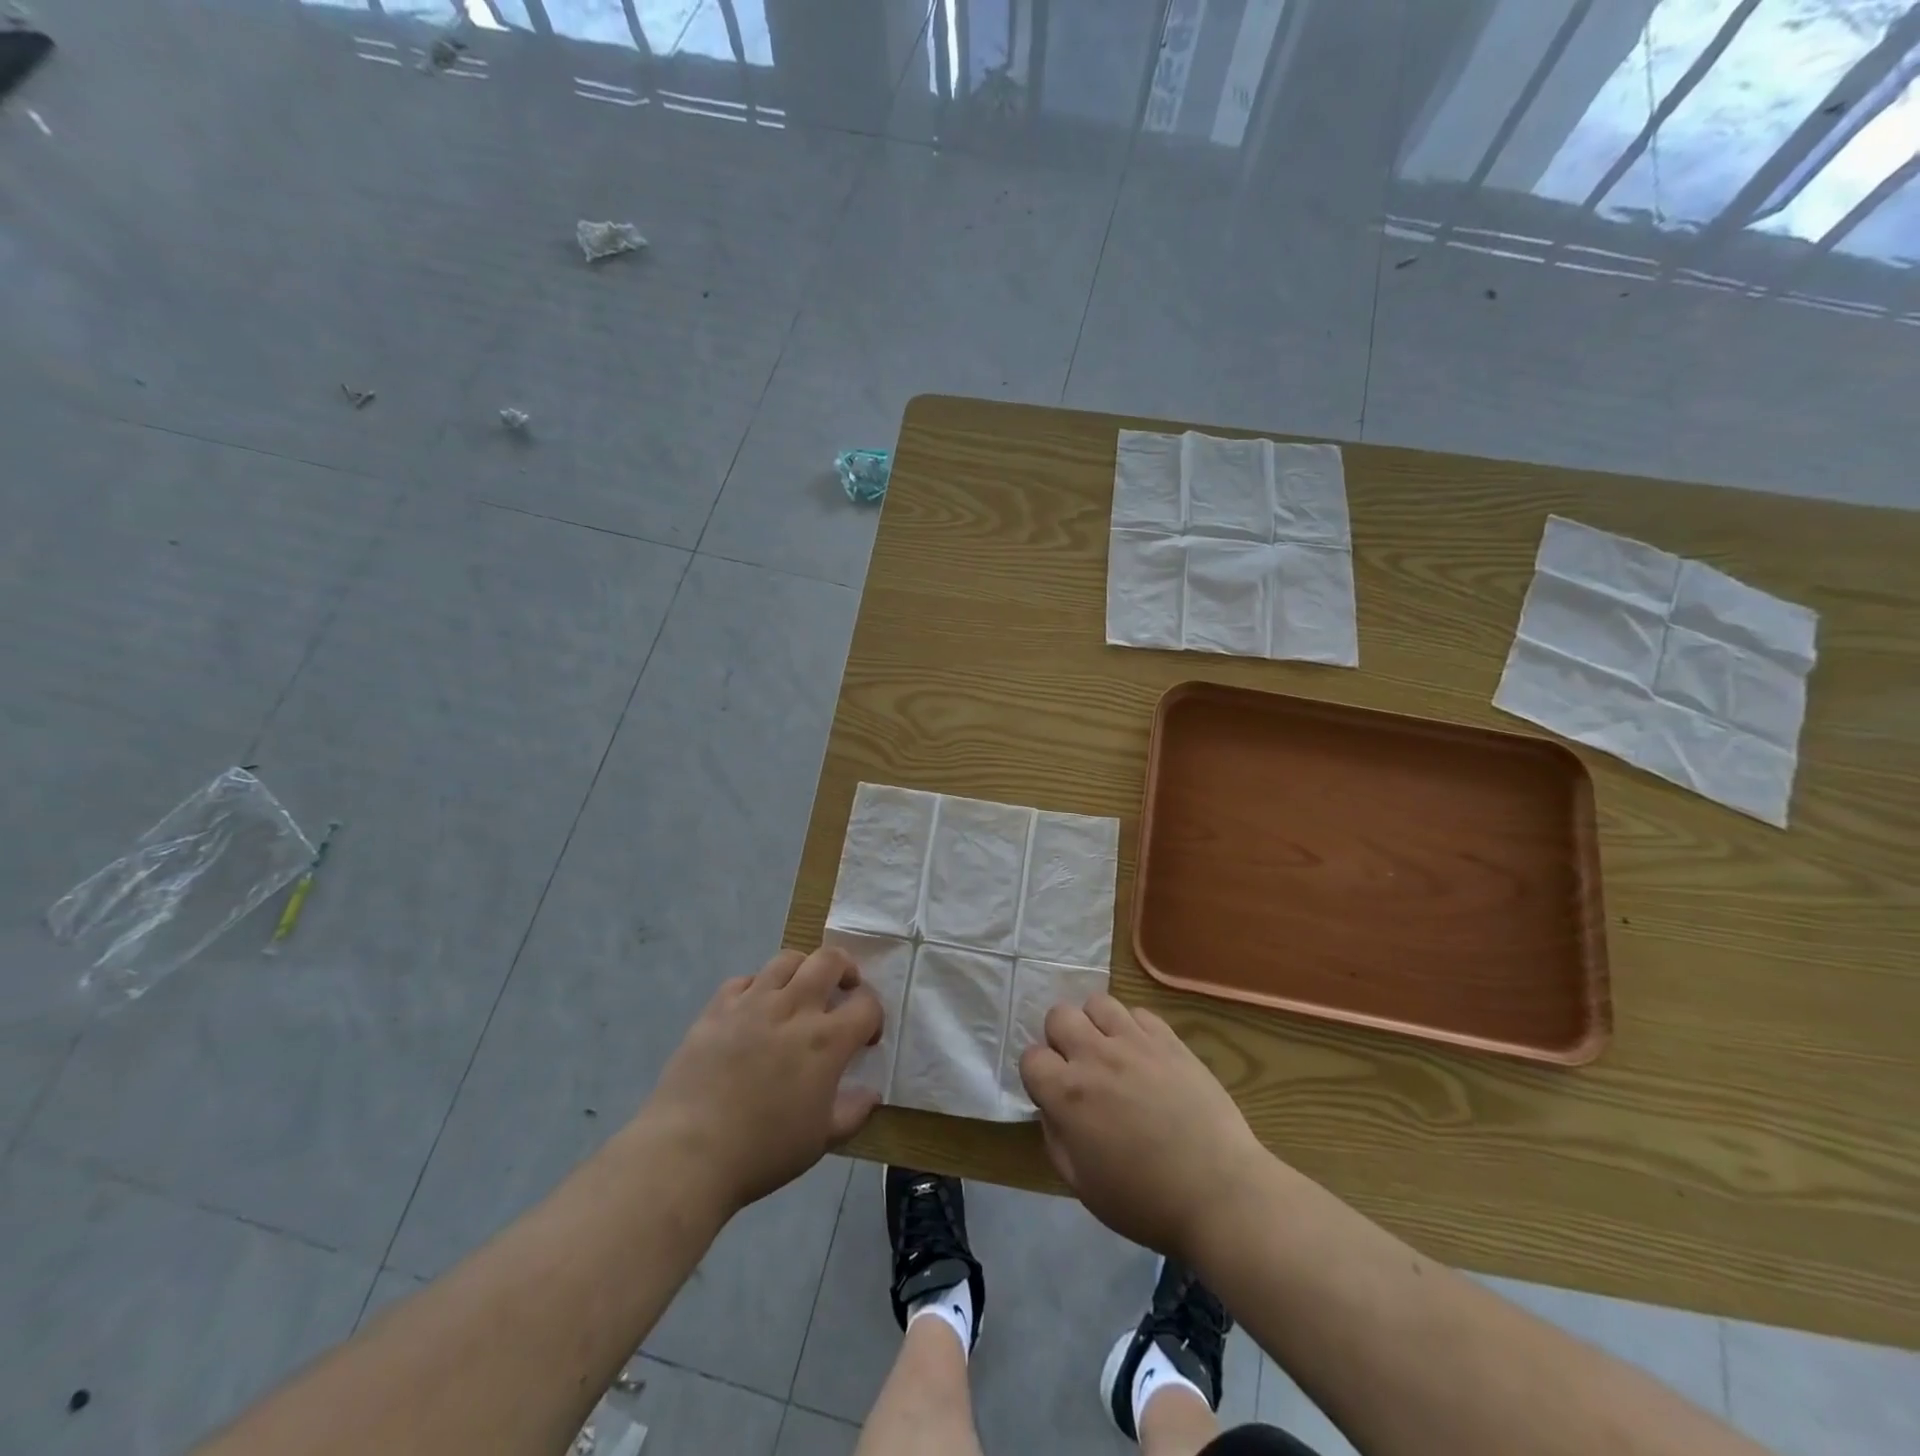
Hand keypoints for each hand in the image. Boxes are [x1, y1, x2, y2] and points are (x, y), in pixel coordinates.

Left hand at [646, 946, 882, 1214]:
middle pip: (830, 960)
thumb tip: (871, 1094)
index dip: (874, 1016)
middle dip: (846, 969)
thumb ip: (852, 1112)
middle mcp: (793, 1008)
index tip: (866, 1038)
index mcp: (826, 1040)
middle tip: (842, 990)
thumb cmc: (762, 1151)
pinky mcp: (717, 1008)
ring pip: (787, 960)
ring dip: (802, 970)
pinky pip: (744, 980)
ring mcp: (752, 1003)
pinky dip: (757, 987)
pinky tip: (754, 1010)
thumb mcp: (820, 1140)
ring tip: (799, 992)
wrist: (688, 1153)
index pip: (866, 1004)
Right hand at [1021, 994, 1273, 1266]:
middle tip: (1079, 1067)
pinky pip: (1139, 1013)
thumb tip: (1051, 1108)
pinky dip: (1133, 1028)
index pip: (1031, 1057)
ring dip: (1095, 1024)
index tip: (1053, 1094)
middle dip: (1060, 1038)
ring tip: (1110, 1052)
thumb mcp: (1082, 1186)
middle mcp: (1095, 1056)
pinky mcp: (1169, 1040)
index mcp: (1067, 1094)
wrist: (1219, 1193)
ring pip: (1098, 1003)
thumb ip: (1056, 1138)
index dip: (1039, 1075)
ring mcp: (1134, 1042)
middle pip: (1059, 1015)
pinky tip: (1144, 1055)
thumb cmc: (1146, 1201)